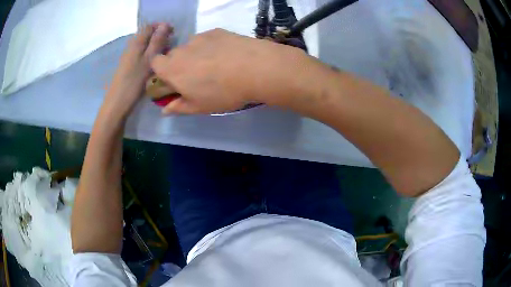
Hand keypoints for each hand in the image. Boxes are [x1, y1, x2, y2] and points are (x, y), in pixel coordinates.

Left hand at [102, 23, 172, 118]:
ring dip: (156, 46)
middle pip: (147, 35)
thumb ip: (157, 42)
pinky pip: (142, 54)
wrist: (117, 103)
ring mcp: (129, 57)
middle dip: (160, 36)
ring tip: (165, 55)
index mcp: (136, 43)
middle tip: (171, 46)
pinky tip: (155, 64)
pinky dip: (150, 55)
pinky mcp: (128, 66)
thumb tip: (165, 25)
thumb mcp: (149, 60)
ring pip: (145, 45)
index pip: (149, 26)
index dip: (161, 26)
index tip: (173, 33)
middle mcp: (131, 47)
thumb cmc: (133, 82)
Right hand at [150, 28, 309, 114]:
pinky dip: (212, 46)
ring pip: (191, 46)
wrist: (254, 68)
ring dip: (197, 54)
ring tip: (217, 64)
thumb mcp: (199, 107)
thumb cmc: (222, 92)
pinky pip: (207, 39)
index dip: (161, 70)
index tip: (172, 79)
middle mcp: (182, 49)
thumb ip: (178, 107)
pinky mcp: (216, 31)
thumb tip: (165, 110)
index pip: (155, 63)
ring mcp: (200, 37)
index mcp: (172, 68)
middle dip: (180, 64)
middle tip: (198, 75)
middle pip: (174, 54)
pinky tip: (227, 55)